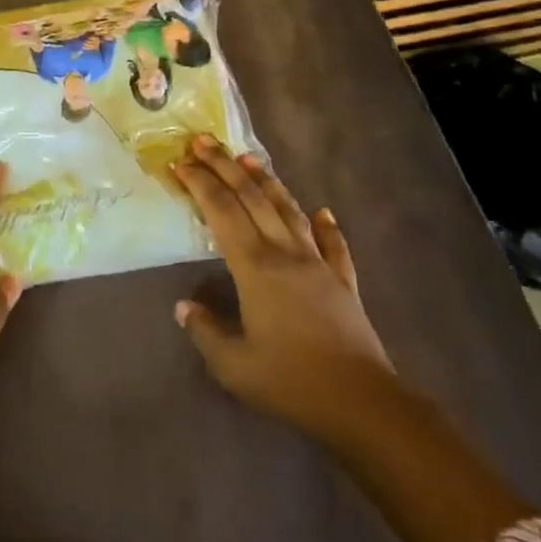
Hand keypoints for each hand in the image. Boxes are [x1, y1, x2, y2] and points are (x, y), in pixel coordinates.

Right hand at [172, 135, 390, 448]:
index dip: (200, 184)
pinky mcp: (343, 281)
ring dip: (267, 181)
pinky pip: (334, 245)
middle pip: (252, 198)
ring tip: (249, 157)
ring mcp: (318, 264)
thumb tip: (184, 306)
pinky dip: (327, 226)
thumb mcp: (233, 365)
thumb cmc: (290, 381)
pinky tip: (324, 212)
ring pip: (290, 210)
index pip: (221, 212)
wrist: (360, 401)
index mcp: (255, 267)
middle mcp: (286, 253)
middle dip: (225, 166)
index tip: (180, 162)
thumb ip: (205, 331)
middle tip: (203, 140)